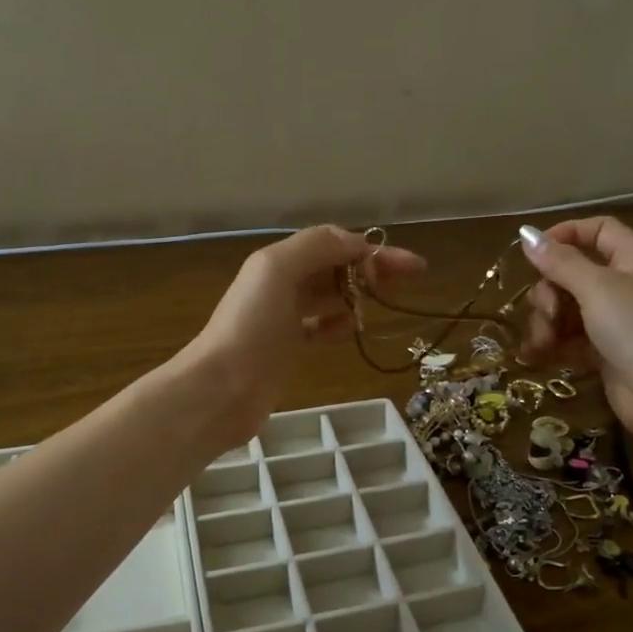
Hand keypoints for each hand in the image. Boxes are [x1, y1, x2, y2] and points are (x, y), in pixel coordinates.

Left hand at [180, 225, 424, 445]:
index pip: (334, 244)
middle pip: (335, 267)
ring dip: (358, 292)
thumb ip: (317, 247)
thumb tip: (358, 243)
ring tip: (387, 299)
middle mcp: (280, 285)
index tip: (409, 266)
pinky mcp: (286, 350)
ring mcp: (283, 319)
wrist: (222, 389)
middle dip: (372, 268)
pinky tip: (353, 328)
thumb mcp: (277, 270)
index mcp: (278, 262)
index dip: (372, 250)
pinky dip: (338, 324)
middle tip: (411, 278)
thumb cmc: (251, 327)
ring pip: (329, 296)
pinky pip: (319, 328)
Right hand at [518, 216, 632, 441]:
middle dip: (549, 291)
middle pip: (573, 272)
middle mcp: (626, 284)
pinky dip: (551, 344)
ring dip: (546, 322)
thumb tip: (526, 233)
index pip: (597, 230)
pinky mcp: (605, 351)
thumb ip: (559, 261)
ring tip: (542, 343)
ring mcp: (615, 320)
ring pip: (567, 307)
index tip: (533, 252)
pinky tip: (533, 355)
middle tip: (546, 311)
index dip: (565, 234)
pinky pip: (569, 338)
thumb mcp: (595, 287)